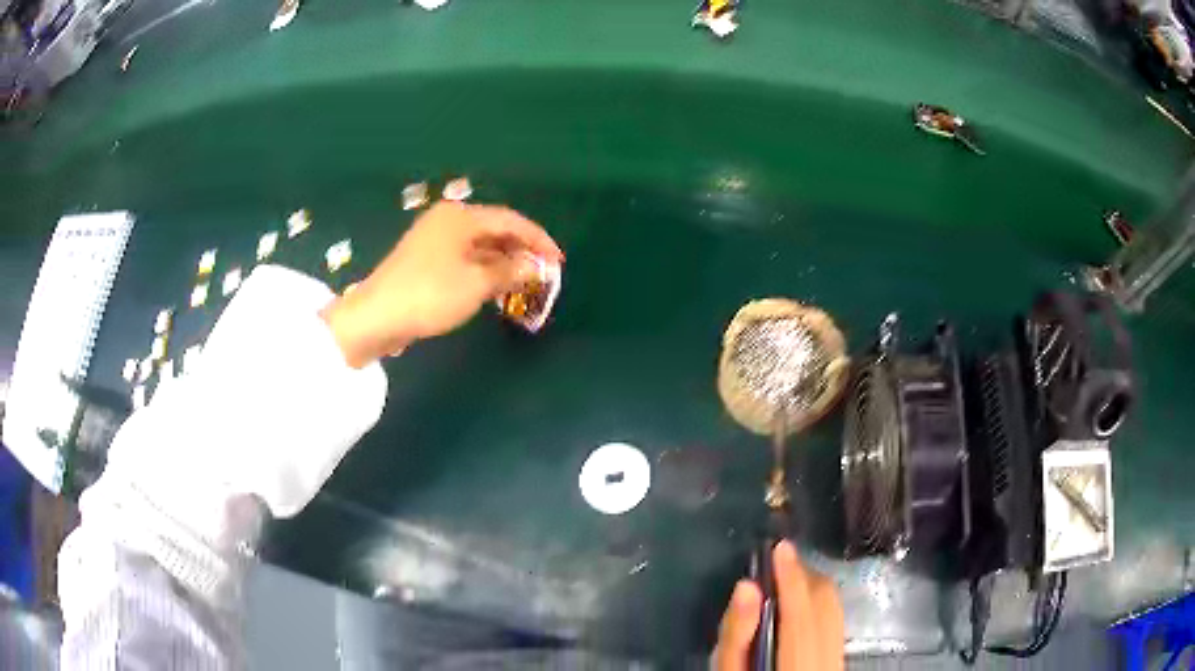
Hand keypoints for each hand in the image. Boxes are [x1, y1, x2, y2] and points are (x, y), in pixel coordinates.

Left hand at [322, 201, 563, 366]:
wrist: (376, 317)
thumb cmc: (430, 295)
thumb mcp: (476, 284)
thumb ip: (510, 271)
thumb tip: (535, 266)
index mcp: (460, 217)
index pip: (509, 220)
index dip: (538, 239)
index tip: (558, 260)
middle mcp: (447, 221)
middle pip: (494, 229)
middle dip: (520, 250)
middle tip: (543, 272)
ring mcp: (433, 240)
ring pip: (479, 245)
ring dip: (503, 262)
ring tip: (524, 282)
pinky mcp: (424, 260)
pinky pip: (464, 257)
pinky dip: (483, 269)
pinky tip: (495, 287)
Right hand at [713, 541, 844, 670]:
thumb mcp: (730, 670)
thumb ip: (737, 633)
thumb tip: (747, 586)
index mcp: (798, 664)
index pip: (800, 614)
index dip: (791, 578)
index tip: (781, 547)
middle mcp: (828, 658)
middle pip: (825, 604)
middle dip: (802, 576)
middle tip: (774, 565)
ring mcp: (840, 657)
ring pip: (834, 607)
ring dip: (811, 586)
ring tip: (783, 580)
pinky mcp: (841, 654)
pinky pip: (835, 617)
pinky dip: (817, 601)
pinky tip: (797, 605)